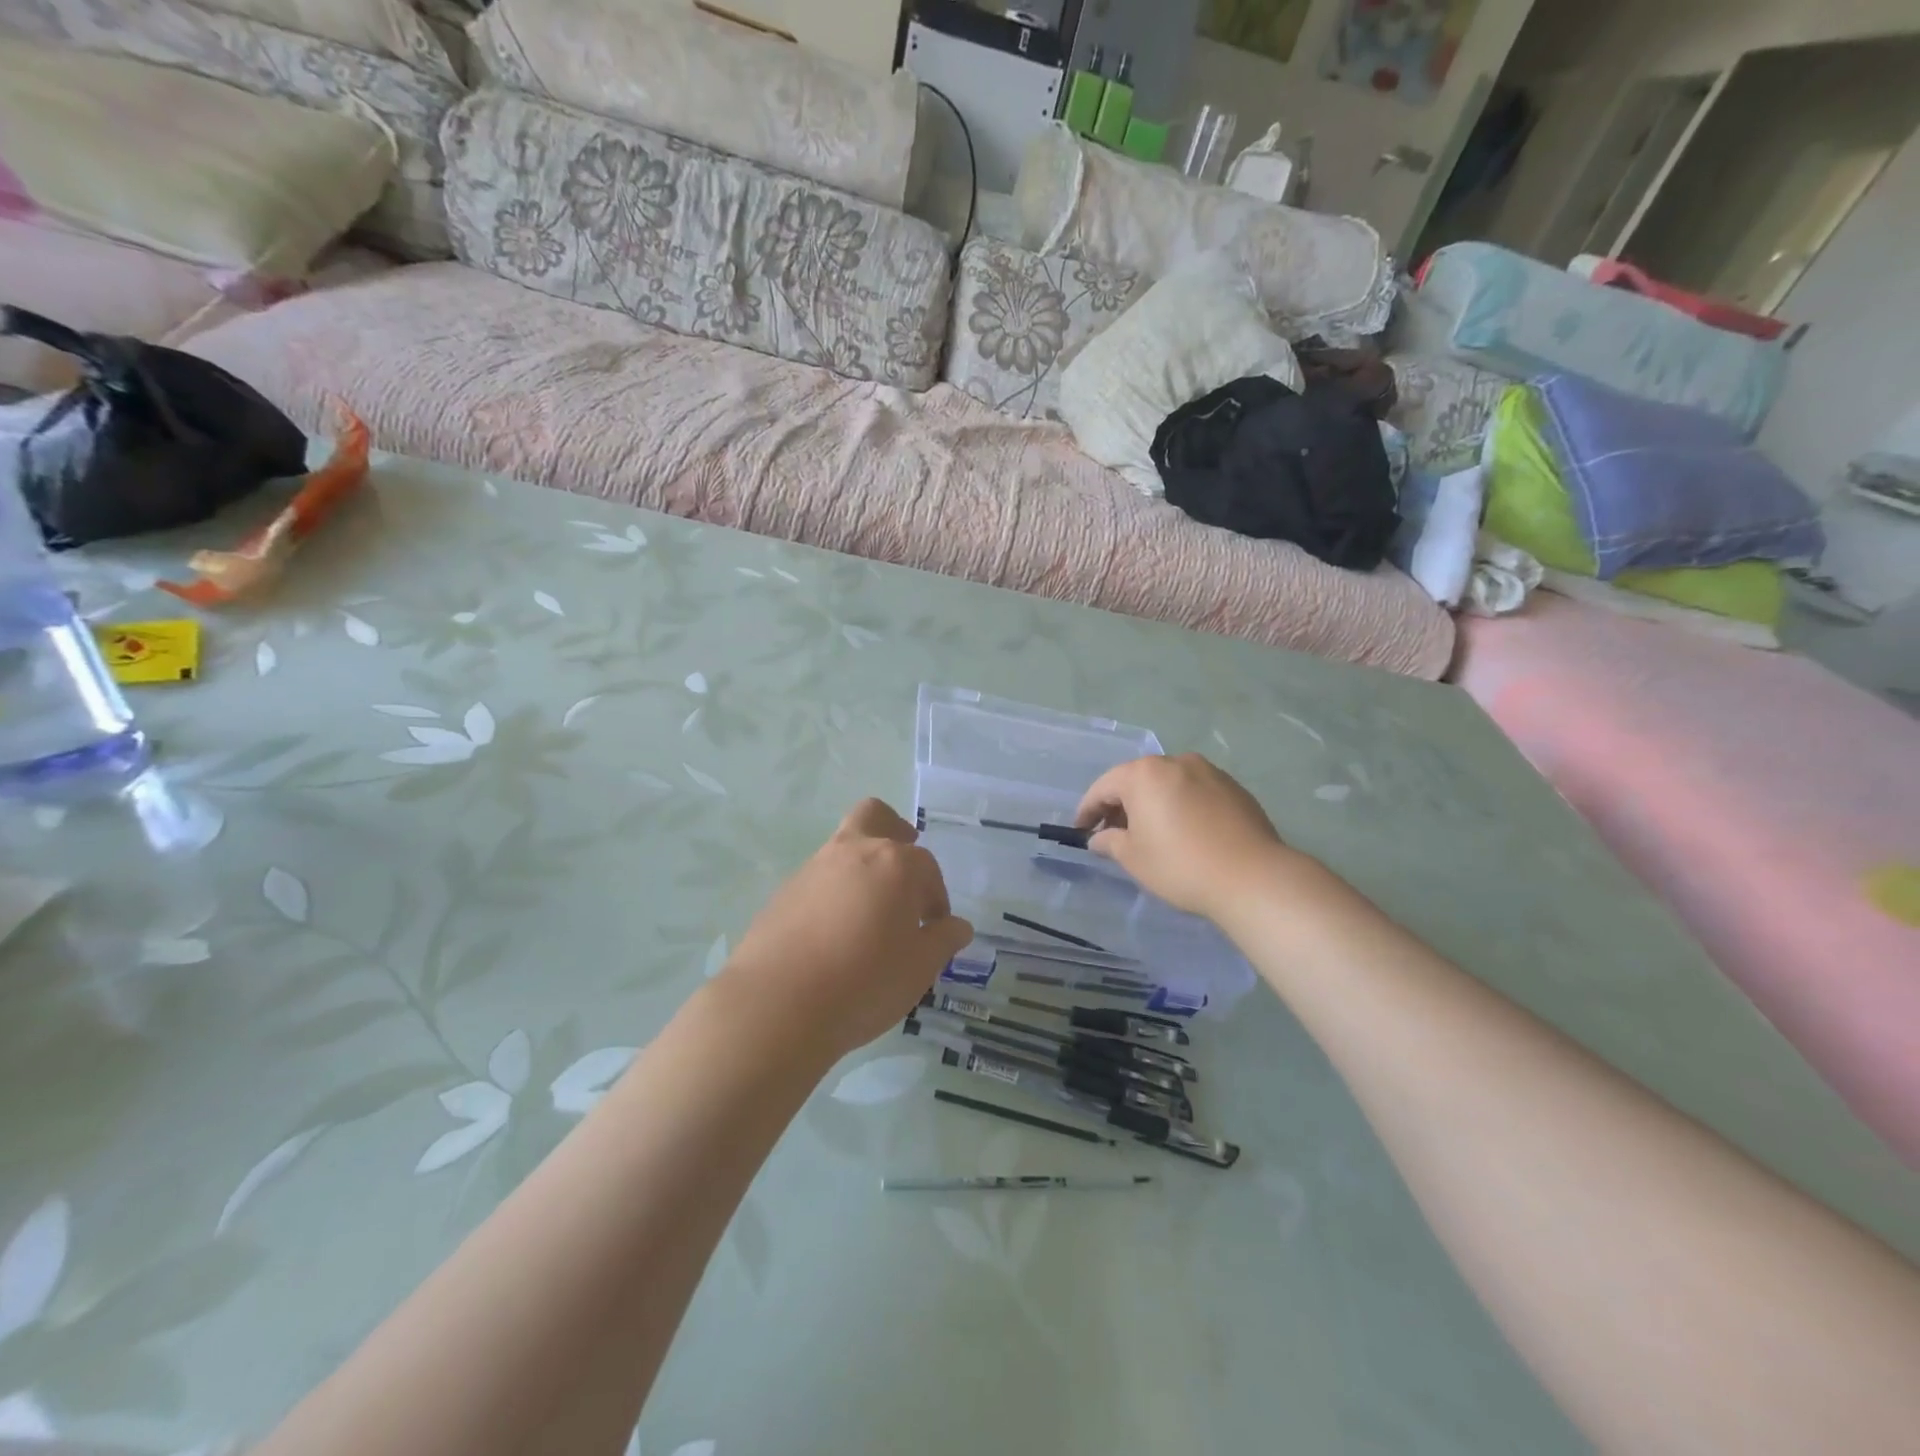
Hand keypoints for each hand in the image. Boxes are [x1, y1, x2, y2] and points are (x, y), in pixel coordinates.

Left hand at [721, 799, 972, 1060]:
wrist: (778, 1004)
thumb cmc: (865, 982)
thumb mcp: (919, 968)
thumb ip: (943, 941)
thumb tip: (957, 926)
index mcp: (896, 863)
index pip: (927, 868)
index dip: (935, 899)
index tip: (933, 929)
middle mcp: (854, 852)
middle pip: (875, 817)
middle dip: (894, 833)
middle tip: (902, 872)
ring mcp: (813, 868)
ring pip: (843, 847)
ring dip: (860, 867)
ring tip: (867, 917)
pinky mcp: (783, 892)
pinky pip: (817, 880)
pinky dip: (832, 893)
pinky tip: (832, 935)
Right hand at [1074, 754, 1300, 921]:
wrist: (1252, 877)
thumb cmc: (1180, 865)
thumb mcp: (1134, 858)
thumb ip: (1110, 842)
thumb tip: (1099, 838)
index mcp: (1144, 774)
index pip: (1104, 787)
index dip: (1088, 810)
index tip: (1080, 831)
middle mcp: (1175, 762)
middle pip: (1137, 780)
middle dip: (1121, 804)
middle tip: (1112, 833)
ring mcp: (1209, 772)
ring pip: (1168, 783)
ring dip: (1153, 803)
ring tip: (1150, 832)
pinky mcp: (1234, 787)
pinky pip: (1194, 791)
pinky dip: (1181, 805)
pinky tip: (1184, 831)